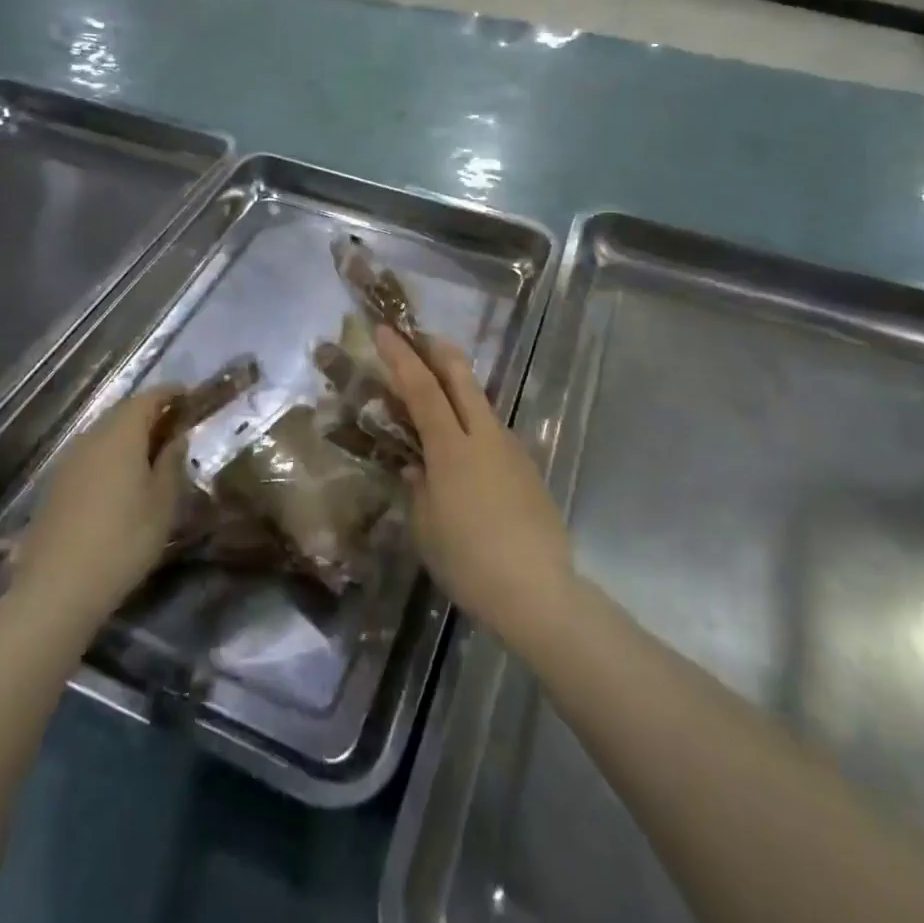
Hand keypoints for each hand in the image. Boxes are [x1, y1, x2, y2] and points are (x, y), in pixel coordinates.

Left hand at [11, 390, 188, 633]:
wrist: (57, 589)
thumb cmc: (124, 540)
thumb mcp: (163, 502)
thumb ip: (172, 462)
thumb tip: (177, 437)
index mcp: (121, 435)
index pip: (148, 398)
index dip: (170, 393)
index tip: (190, 395)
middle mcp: (91, 439)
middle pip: (122, 412)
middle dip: (150, 413)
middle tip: (175, 424)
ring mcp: (68, 462)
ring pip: (104, 434)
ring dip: (129, 435)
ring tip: (152, 452)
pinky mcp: (55, 487)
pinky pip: (90, 455)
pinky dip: (111, 455)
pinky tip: (121, 479)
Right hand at [375, 328, 575, 650]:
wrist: (538, 591)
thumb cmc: (469, 562)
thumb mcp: (427, 528)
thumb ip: (419, 488)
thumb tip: (416, 466)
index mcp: (452, 449)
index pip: (422, 389)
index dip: (401, 357)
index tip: (385, 331)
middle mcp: (485, 437)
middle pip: (462, 378)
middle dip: (439, 352)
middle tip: (421, 340)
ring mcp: (511, 450)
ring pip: (481, 403)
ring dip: (458, 388)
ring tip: (437, 397)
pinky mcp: (528, 469)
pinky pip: (494, 433)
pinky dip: (473, 424)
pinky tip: (465, 453)